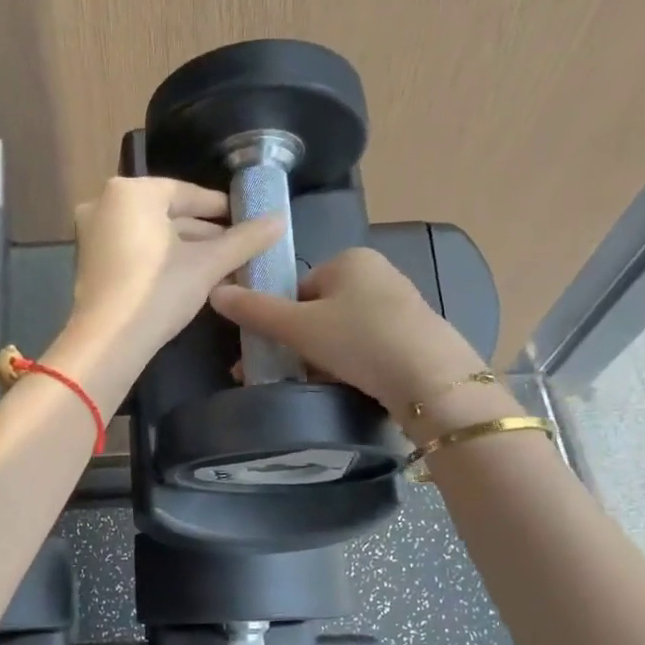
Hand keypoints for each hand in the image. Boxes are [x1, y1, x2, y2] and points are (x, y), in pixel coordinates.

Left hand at [58, 177, 280, 392]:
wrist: (108, 342)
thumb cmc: (158, 291)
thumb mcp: (208, 264)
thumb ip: (245, 239)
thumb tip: (280, 220)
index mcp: (130, 192)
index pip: (186, 192)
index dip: (220, 207)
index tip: (246, 220)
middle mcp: (104, 205)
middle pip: (167, 215)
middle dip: (205, 234)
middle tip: (239, 248)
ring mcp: (92, 236)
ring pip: (151, 236)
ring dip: (186, 251)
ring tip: (223, 268)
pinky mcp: (90, 265)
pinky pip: (134, 253)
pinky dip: (161, 262)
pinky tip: (191, 280)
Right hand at [209, 247, 485, 421]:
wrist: (430, 379)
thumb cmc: (358, 340)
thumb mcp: (297, 326)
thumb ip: (255, 310)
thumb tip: (214, 291)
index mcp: (349, 259)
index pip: (297, 286)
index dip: (280, 319)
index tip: (273, 349)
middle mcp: (376, 273)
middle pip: (318, 310)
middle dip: (298, 342)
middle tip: (286, 371)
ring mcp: (398, 304)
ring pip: (340, 331)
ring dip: (321, 356)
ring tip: (314, 383)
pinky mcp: (412, 334)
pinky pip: (365, 345)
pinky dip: (349, 363)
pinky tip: (345, 385)